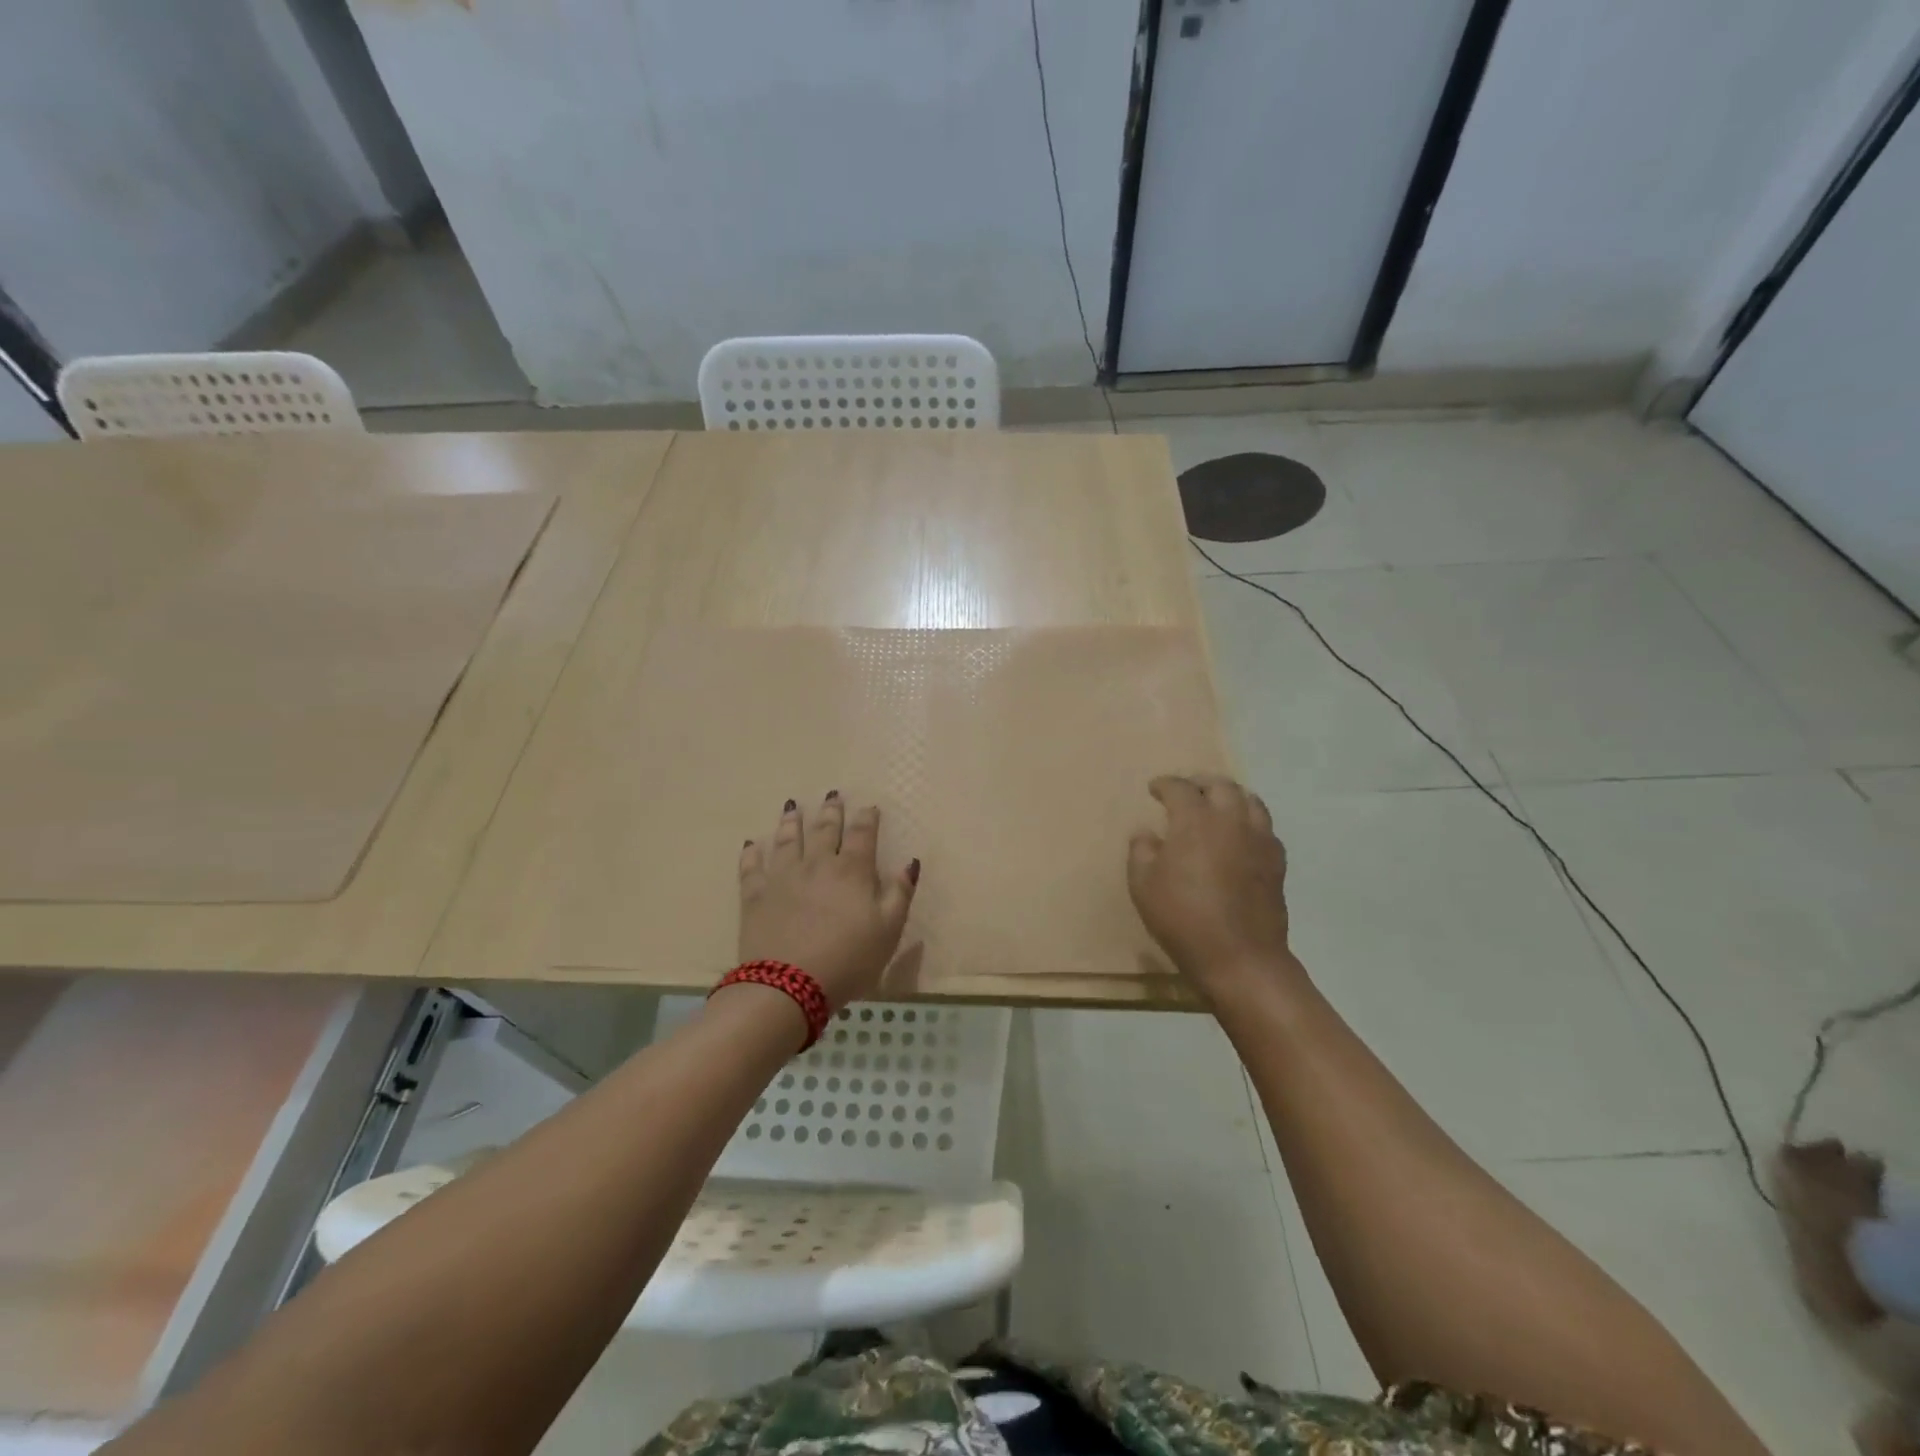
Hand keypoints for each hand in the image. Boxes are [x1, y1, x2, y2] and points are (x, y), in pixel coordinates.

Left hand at [738, 793, 918, 1009]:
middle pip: (825, 830)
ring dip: (792, 822)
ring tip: (793, 807)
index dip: (867, 818)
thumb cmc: (849, 959)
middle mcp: (817, 864)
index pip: (862, 835)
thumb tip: (910, 862)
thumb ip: (900, 893)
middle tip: (832, 795)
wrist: (788, 986)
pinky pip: (752, 867)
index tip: (869, 806)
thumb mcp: (889, 931)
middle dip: (831, 812)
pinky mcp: (755, 895)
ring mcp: (782, 877)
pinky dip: (752, 853)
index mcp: (852, 871)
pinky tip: (751, 844)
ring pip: (788, 840)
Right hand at [1127, 774, 1297, 1004]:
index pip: (1180, 788)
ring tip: (1218, 805)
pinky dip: (1250, 821)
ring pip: (1250, 800)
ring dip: (1231, 796)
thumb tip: (1147, 834)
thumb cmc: (1183, 918)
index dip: (1165, 784)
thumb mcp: (1143, 886)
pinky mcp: (1277, 861)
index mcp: (1195, 821)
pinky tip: (1241, 835)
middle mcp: (1230, 820)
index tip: (1155, 788)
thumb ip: (1142, 852)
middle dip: (1201, 783)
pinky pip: (1265, 827)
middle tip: (1188, 791)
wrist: (1240, 957)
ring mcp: (1259, 839)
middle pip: (1221, 786)